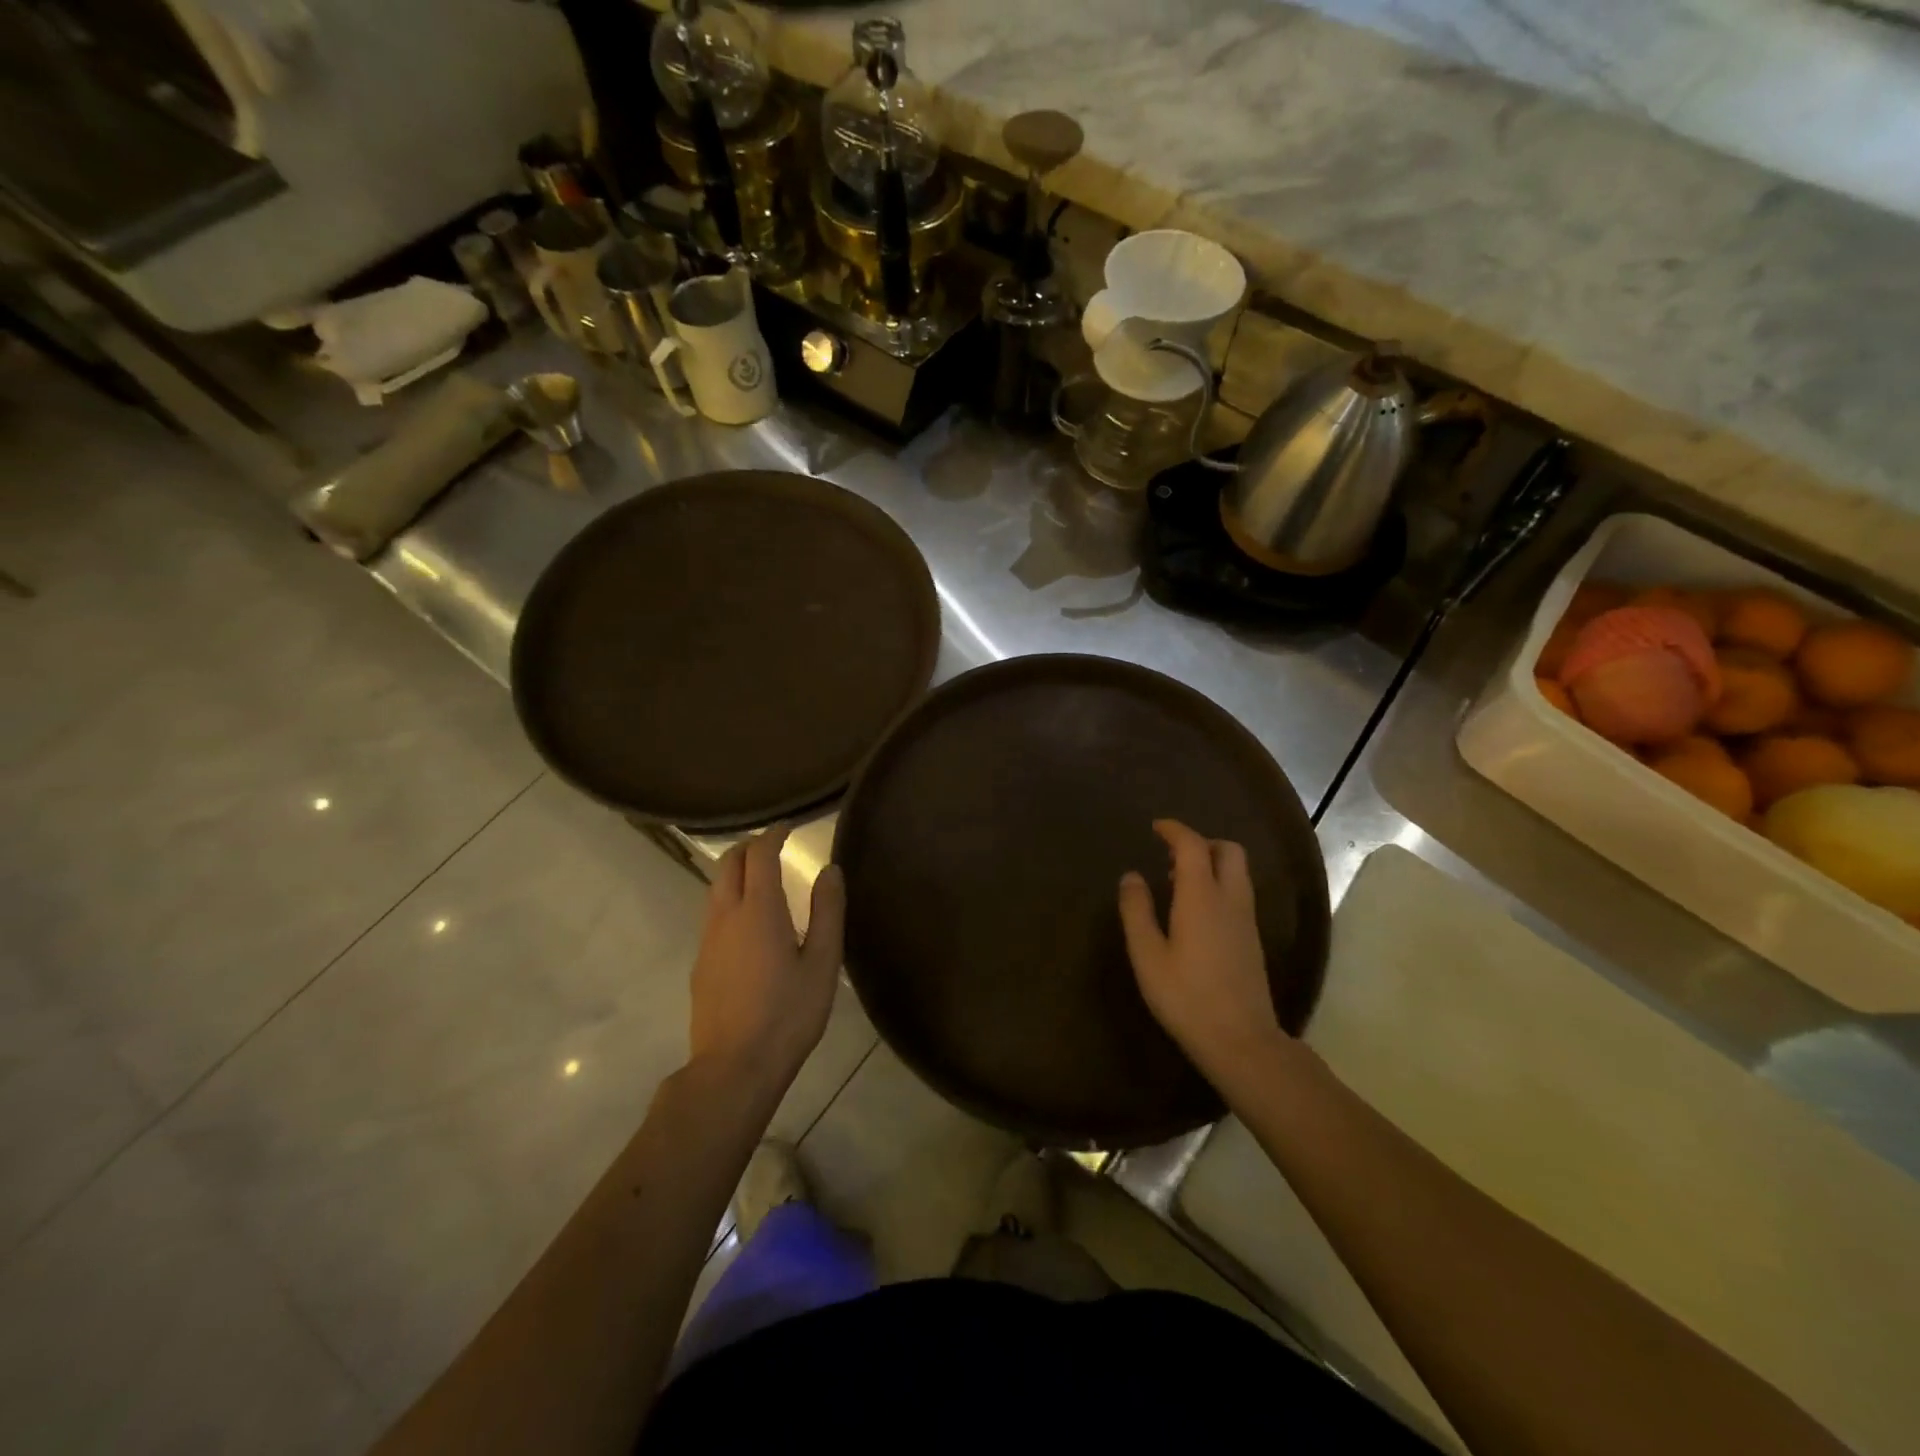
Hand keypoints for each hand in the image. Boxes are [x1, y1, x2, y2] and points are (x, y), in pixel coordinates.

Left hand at [689, 826, 845, 1097]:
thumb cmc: (788, 1014)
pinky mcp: (701, 964)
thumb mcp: (823, 963)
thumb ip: (828, 911)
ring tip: (764, 878)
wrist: (734, 1067)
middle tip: (775, 846)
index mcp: (758, 910)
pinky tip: (751, 923)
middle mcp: (726, 916)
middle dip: (750, 847)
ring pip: (716, 888)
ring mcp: (708, 940)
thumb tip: (830, 870)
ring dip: (737, 872)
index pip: (759, 854)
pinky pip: (713, 914)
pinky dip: (731, 899)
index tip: (789, 827)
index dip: (773, 834)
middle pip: (728, 864)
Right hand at [1118, 819, 1285, 1086]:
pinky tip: (1196, 912)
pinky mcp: (1253, 939)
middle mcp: (1230, 899)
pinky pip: (1239, 893)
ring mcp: (1246, 920)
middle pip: (1228, 850)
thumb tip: (1131, 876)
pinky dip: (1219, 885)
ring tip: (1178, 883)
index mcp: (1202, 896)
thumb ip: (1137, 910)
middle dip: (1201, 842)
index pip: (1193, 845)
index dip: (1174, 830)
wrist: (1241, 1040)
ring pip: (1238, 872)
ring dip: (1211, 864)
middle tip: (1171, 855)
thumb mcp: (1148, 955)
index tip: (1156, 827)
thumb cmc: (1186, 996)